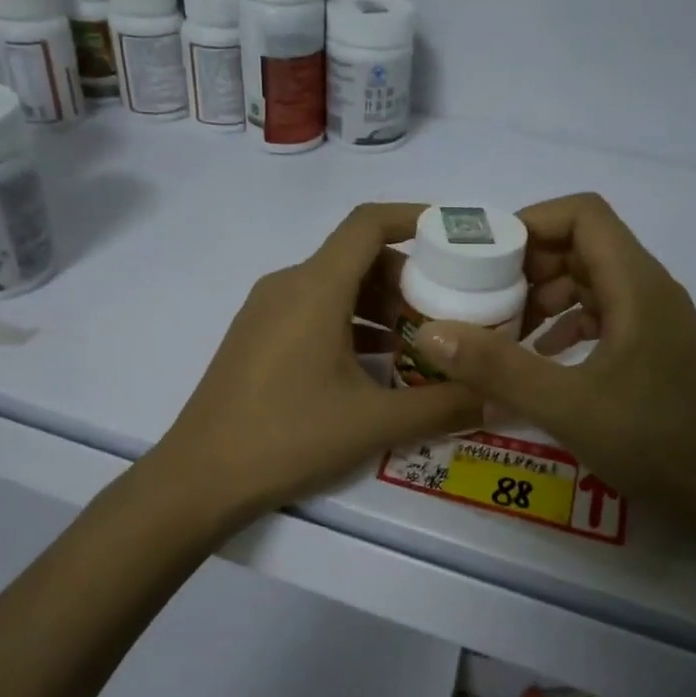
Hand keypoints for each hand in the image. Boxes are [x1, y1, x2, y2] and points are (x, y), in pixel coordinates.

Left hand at [150, 203, 481, 526]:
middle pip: (356, 257)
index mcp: (315, 288)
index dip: (415, 218)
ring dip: (380, 306)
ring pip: (335, 287)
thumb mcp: (374, 423)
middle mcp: (288, 285)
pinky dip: (351, 324)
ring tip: (421, 343)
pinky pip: (313, 312)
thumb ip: (441, 406)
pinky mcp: (257, 337)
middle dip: (408, 276)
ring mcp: (266, 311)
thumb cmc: (288, 437)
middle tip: (450, 310)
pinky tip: (377, 366)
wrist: (200, 478)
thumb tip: (495, 398)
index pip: (369, 224)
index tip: (454, 237)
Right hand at [412, 193, 695, 521]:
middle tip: (483, 298)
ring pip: (591, 281)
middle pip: (583, 245)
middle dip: (529, 264)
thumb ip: (497, 367)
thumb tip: (431, 332)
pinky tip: (540, 357)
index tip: (486, 258)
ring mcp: (654, 320)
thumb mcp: (566, 404)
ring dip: (545, 296)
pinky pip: (602, 315)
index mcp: (636, 284)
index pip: (583, 215)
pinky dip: (565, 324)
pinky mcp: (653, 349)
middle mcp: (649, 290)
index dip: (531, 222)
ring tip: (503, 330)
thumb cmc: (655, 441)